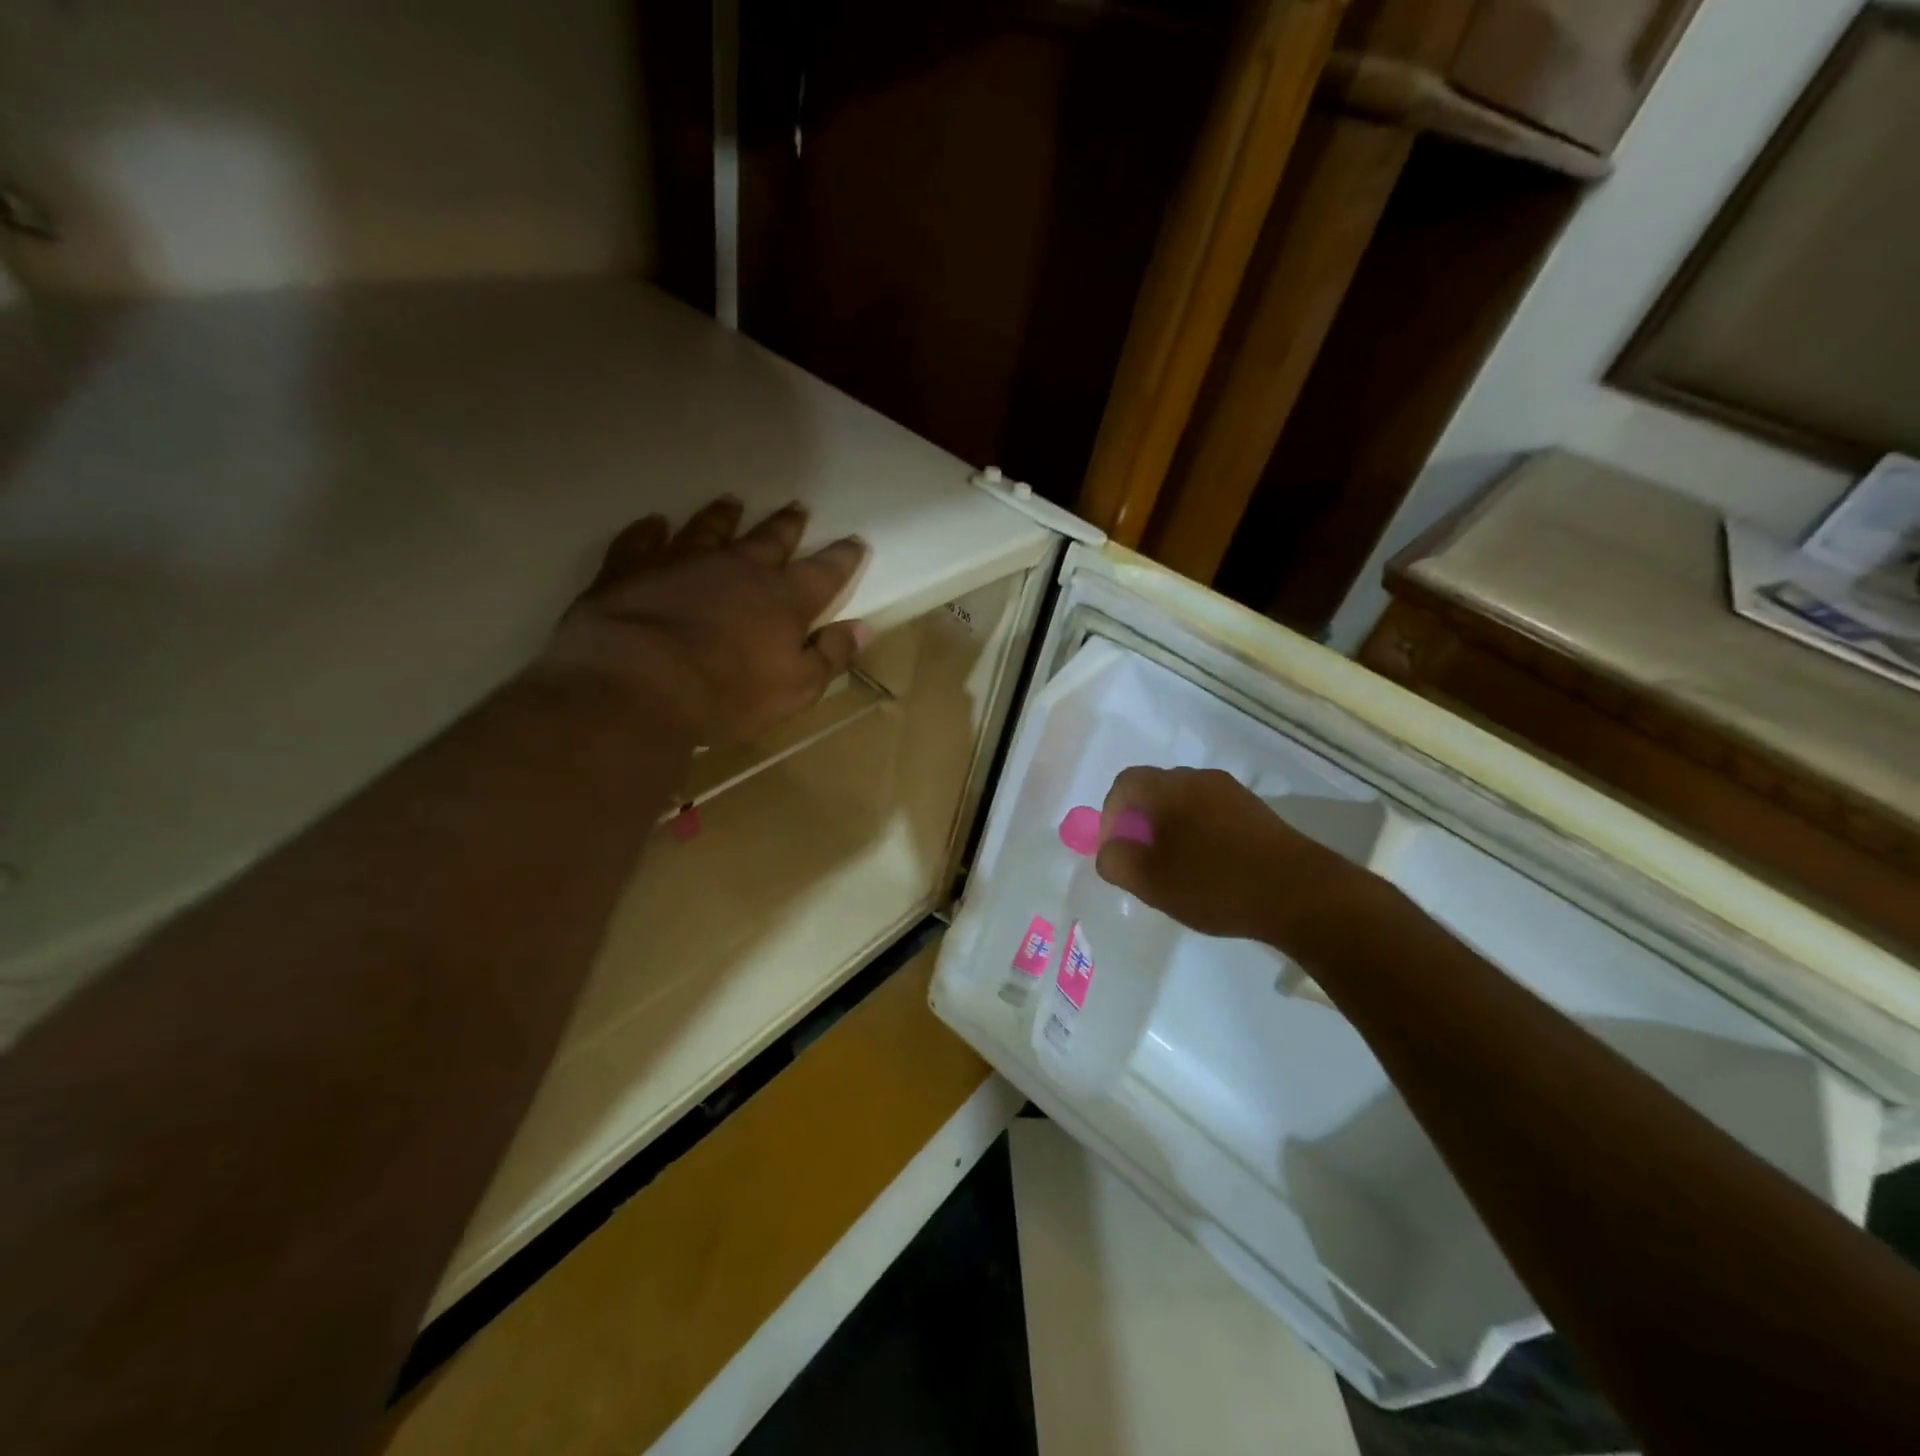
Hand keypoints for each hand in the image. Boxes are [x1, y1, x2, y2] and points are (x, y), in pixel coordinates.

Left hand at [537, 497, 870, 745]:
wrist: (639, 683)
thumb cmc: (728, 693)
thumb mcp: (796, 688)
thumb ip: (830, 655)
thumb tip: (863, 628)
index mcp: (782, 599)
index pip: (823, 573)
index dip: (842, 558)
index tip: (855, 541)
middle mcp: (737, 569)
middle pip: (769, 540)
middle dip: (787, 525)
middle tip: (797, 508)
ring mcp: (682, 562)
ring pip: (709, 529)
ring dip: (722, 516)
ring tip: (732, 501)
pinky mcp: (632, 569)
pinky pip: (642, 541)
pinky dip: (649, 530)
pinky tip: (654, 523)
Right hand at [1094, 767, 1357, 945]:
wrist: (1304, 895)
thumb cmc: (1216, 884)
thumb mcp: (1151, 881)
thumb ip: (1116, 861)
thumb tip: (1110, 850)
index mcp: (1171, 787)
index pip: (1124, 784)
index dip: (1109, 816)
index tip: (1114, 851)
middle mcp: (1201, 779)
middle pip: (1154, 791)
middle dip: (1138, 824)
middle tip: (1140, 863)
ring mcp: (1233, 794)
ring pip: (1184, 805)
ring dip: (1169, 833)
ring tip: (1173, 873)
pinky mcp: (1257, 815)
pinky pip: (1211, 816)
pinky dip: (1197, 837)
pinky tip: (1208, 873)